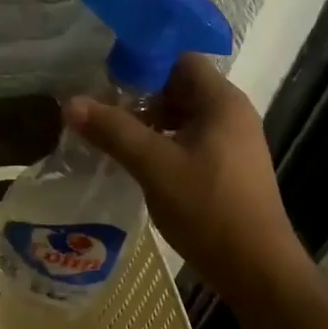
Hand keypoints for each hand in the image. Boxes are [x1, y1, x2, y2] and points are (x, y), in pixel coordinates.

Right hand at [65, 54, 309, 308]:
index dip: (143, 63)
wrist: (256, 268)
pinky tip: (138, 163)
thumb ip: (113, 131)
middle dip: (141, 96)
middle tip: (102, 109)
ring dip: (150, 123)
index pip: (180, 59)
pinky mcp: (230, 169)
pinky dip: (165, 144)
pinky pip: (192, 141)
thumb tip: (71, 103)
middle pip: (181, 88)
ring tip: (112, 136)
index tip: (106, 79)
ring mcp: (234, 143)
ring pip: (185, 118)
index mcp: (221, 102)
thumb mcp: (154, 166)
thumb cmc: (208, 208)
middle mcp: (233, 114)